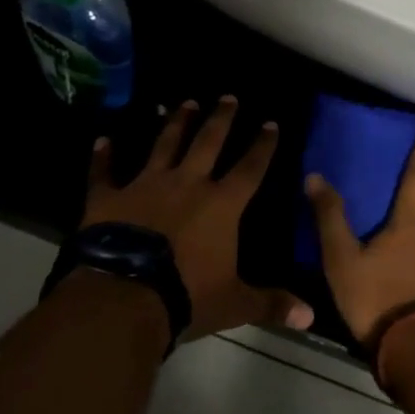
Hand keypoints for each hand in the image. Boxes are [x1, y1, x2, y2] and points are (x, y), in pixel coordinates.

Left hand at [85, 97, 312, 340]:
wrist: (123, 296)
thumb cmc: (186, 296)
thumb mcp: (235, 303)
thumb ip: (271, 304)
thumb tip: (311, 317)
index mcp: (221, 204)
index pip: (250, 168)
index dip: (263, 145)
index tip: (270, 123)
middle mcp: (187, 184)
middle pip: (208, 142)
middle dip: (221, 118)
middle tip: (227, 96)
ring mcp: (145, 185)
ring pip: (164, 144)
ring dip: (175, 122)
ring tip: (184, 101)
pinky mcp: (108, 197)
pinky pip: (104, 172)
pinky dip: (103, 156)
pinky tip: (103, 139)